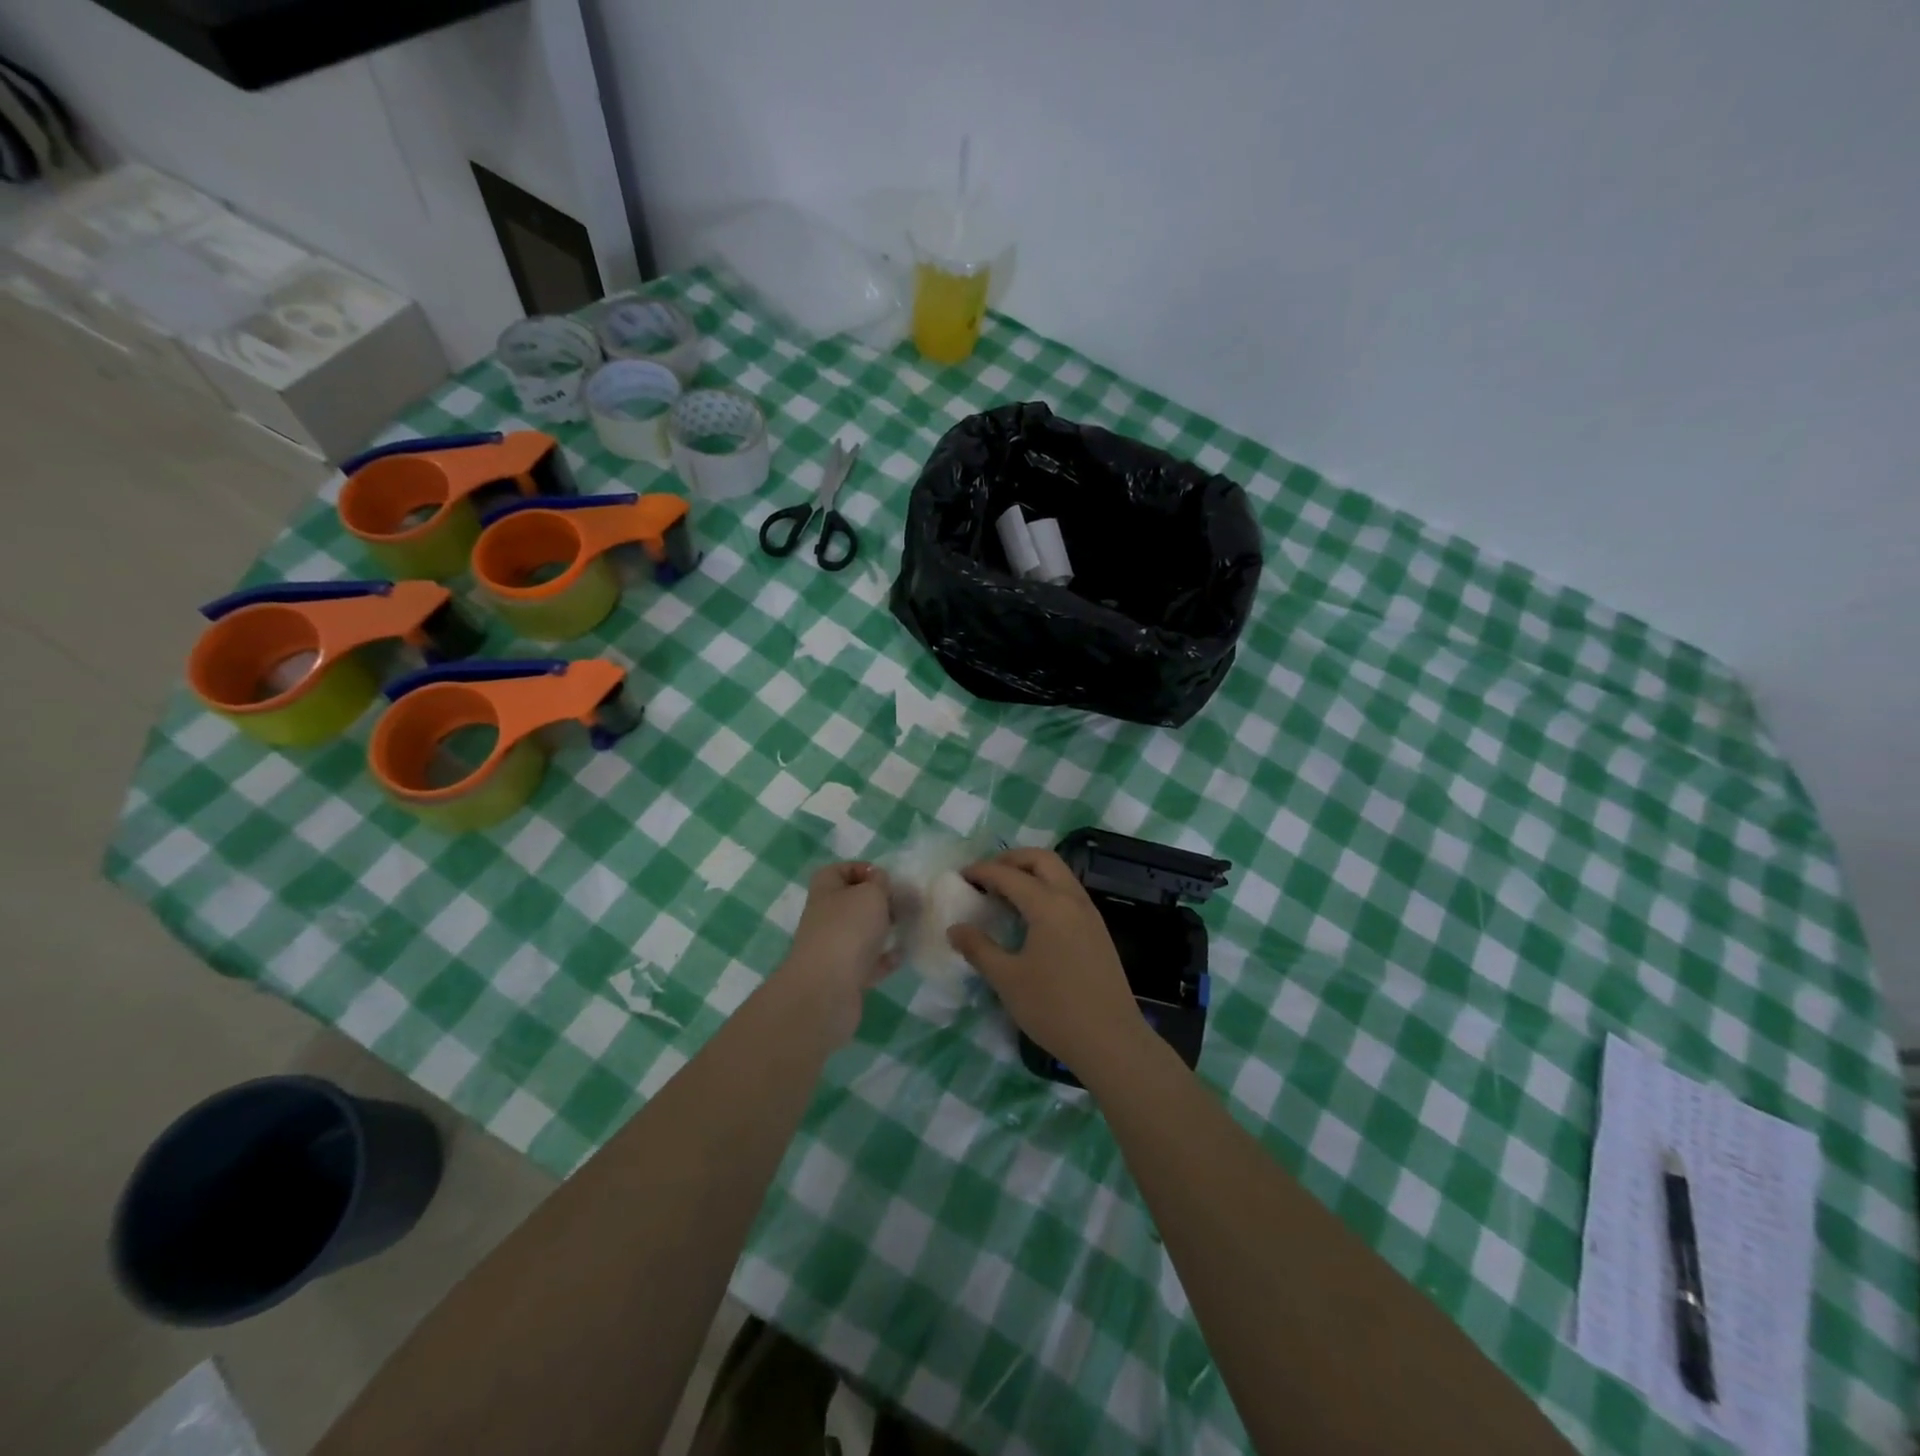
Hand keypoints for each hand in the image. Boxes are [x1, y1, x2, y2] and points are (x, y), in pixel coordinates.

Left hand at [779, 862, 898, 1040]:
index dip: (860, 869)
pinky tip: (901, 955)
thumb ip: (879, 883)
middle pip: (851, 903)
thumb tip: (879, 881)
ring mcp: (832, 949)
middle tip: (902, 903)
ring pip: (859, 933)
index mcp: (825, 891)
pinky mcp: (843, 977)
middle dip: (877, 902)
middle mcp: (825, 918)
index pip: (837, 871)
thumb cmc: (848, 930)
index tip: (885, 877)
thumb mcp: (870, 894)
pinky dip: (883, 958)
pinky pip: (867, 962)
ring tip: (907, 926)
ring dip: (881, 930)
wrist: (827, 990)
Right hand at [948, 849, 1151, 1080]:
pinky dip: (1046, 888)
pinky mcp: (1098, 931)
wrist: (1111, 1041)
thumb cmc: (1054, 1008)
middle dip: (1011, 859)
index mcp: (1048, 905)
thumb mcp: (1007, 980)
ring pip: (1060, 873)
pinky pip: (1069, 893)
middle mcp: (1072, 900)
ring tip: (1005, 891)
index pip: (1009, 875)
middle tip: (986, 874)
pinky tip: (1032, 915)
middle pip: (1041, 859)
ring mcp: (1090, 914)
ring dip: (1031, 872)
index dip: (982, 871)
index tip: (961, 876)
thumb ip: (979, 949)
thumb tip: (955, 928)